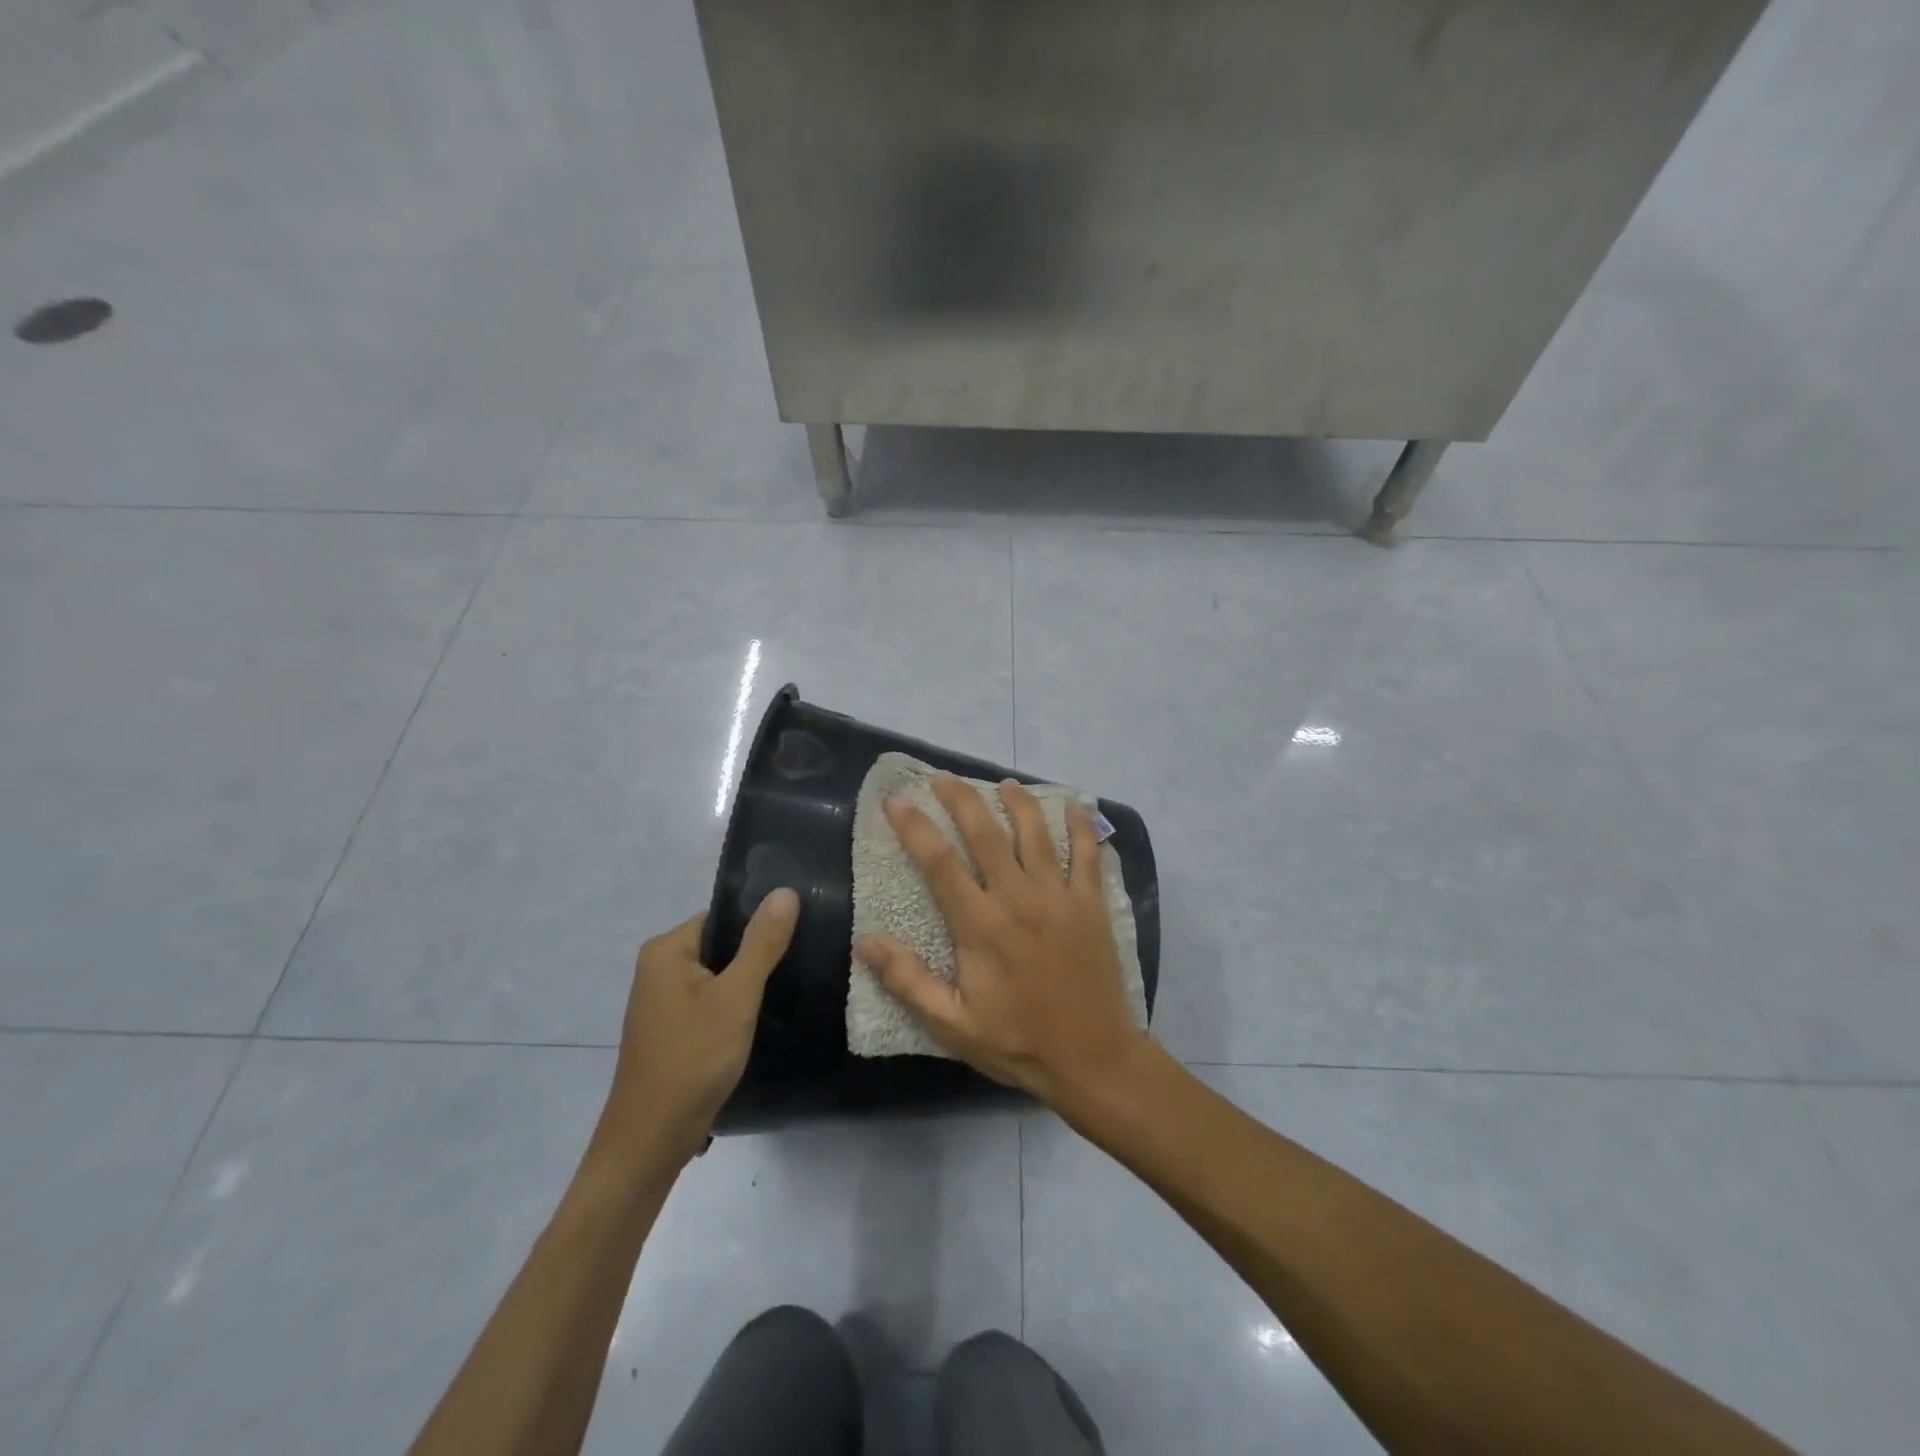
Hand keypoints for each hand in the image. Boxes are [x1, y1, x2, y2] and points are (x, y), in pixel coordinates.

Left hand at [599, 891, 798, 1165]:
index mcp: (666, 949)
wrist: (651, 1141)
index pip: (724, 917)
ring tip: (789, 988)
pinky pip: (710, 1001)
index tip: (799, 935)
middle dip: (757, 956)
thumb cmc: (693, 1059)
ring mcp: (662, 1001)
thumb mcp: (736, 996)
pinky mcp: (671, 1029)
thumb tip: (785, 891)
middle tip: (800, 963)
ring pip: (719, 976)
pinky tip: (763, 1018)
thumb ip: (762, 943)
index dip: (760, 925)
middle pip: (721, 945)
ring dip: (748, 984)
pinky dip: (734, 1007)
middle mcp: (658, 967)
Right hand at [855, 775, 1148, 1108]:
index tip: (896, 801)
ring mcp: (1060, 897)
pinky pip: (1089, 854)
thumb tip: (866, 941)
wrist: (1093, 1059)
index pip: (940, 862)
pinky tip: (1074, 807)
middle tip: (942, 777)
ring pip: (1036, 833)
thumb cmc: (1018, 1043)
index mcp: (981, 925)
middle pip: (986, 833)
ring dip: (1018, 802)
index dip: (915, 827)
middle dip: (961, 799)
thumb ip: (908, 981)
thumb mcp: (953, 1025)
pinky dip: (1082, 826)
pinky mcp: (1092, 904)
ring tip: (1004, 783)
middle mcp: (1019, 898)